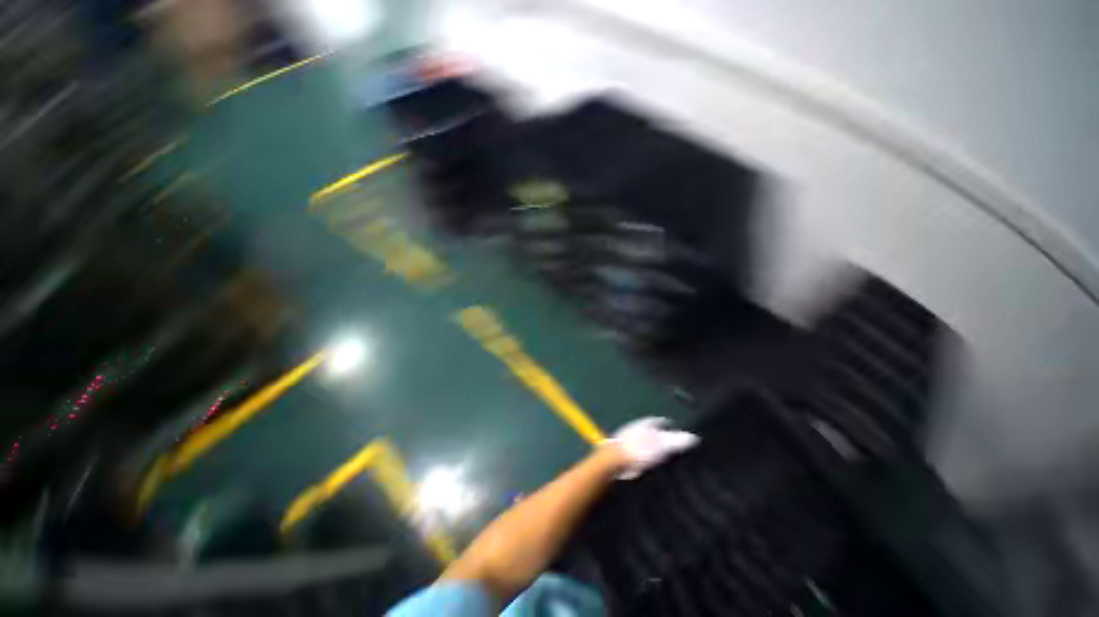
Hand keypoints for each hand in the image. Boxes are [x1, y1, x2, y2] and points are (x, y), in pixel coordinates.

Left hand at [605, 417, 698, 478]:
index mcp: (644, 424)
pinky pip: (636, 453)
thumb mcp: (662, 445)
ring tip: (662, 459)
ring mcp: (626, 441)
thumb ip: (677, 441)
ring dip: (651, 449)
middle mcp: (634, 429)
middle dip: (661, 438)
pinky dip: (643, 458)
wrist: (612, 463)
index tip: (679, 432)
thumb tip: (693, 437)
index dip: (670, 427)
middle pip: (650, 432)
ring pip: (642, 442)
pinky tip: (648, 468)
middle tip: (673, 447)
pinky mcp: (620, 454)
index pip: (660, 422)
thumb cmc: (639, 451)